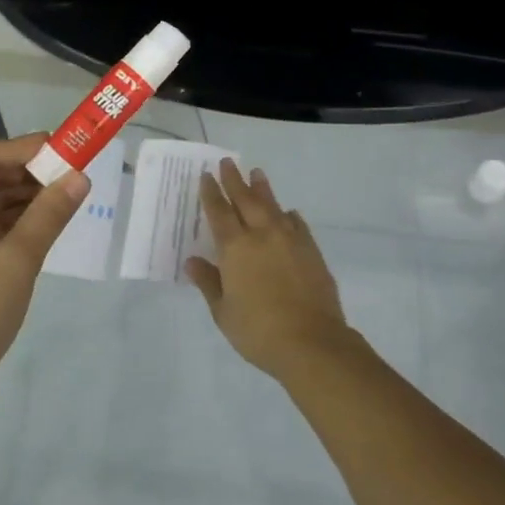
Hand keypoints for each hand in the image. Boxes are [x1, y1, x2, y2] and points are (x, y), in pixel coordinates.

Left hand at [0, 133, 88, 399]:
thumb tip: (79, 177)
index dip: (20, 148)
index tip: (60, 153)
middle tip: (68, 178)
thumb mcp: (17, 262)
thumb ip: (48, 214)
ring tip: (61, 202)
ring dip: (16, 199)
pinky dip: (2, 223)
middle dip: (23, 174)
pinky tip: (36, 228)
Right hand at [186, 159, 356, 379]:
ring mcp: (290, 240)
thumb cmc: (258, 330)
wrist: (311, 342)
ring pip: (273, 206)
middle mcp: (262, 235)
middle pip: (245, 200)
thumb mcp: (223, 311)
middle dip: (234, 180)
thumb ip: (209, 282)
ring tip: (257, 173)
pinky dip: (289, 215)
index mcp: (235, 248)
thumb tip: (193, 261)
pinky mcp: (311, 251)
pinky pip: (297, 224)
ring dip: (262, 189)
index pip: (219, 212)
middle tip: (227, 162)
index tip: (206, 176)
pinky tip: (288, 213)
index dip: (211, 193)